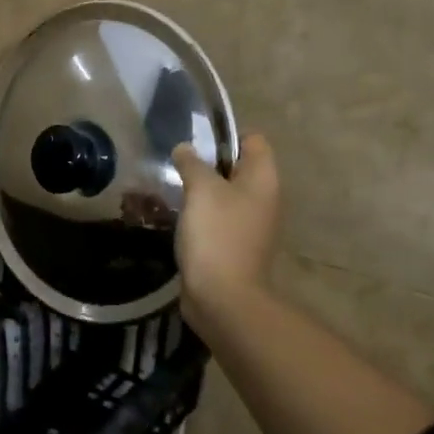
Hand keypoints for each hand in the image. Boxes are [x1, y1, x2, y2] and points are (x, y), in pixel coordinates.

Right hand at [171, 133, 279, 332]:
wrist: (224, 298)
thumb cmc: (217, 235)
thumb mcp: (201, 190)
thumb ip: (192, 163)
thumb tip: (185, 148)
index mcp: (263, 179)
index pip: (253, 140)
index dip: (226, 135)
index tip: (195, 141)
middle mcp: (263, 199)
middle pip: (237, 167)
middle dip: (207, 163)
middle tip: (176, 163)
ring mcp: (250, 225)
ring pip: (224, 195)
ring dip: (200, 190)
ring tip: (170, 187)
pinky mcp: (234, 246)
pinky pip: (217, 219)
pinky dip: (199, 215)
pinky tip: (176, 216)